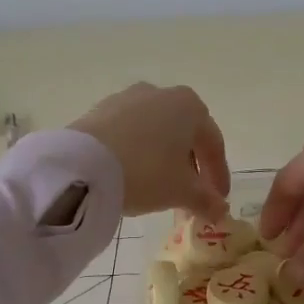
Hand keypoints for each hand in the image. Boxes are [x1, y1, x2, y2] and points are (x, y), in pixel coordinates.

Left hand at [68, 83, 230, 218]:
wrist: (82, 164)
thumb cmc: (146, 171)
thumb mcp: (181, 191)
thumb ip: (206, 200)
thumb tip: (221, 210)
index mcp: (189, 106)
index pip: (213, 143)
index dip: (218, 174)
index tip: (218, 200)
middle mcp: (161, 93)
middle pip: (184, 134)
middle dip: (191, 166)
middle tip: (191, 195)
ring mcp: (128, 98)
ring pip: (156, 131)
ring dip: (163, 157)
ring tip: (160, 187)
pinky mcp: (100, 109)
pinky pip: (130, 132)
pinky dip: (138, 151)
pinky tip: (133, 173)